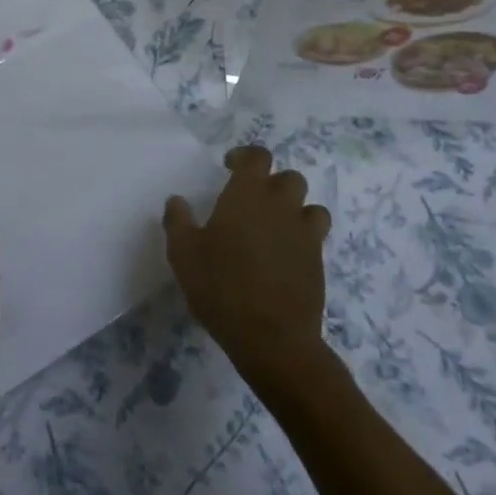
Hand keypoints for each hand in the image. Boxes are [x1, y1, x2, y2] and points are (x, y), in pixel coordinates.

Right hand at [164, 145, 332, 379]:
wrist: (272, 338)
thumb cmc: (221, 287)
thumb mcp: (183, 254)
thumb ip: (178, 221)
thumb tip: (177, 201)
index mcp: (248, 195)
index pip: (258, 157)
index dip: (245, 157)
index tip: (229, 167)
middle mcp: (281, 206)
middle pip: (289, 178)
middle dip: (273, 183)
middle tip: (252, 201)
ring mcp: (305, 234)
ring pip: (310, 206)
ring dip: (294, 209)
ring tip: (274, 227)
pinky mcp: (318, 262)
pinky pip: (316, 237)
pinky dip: (302, 238)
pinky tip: (284, 256)